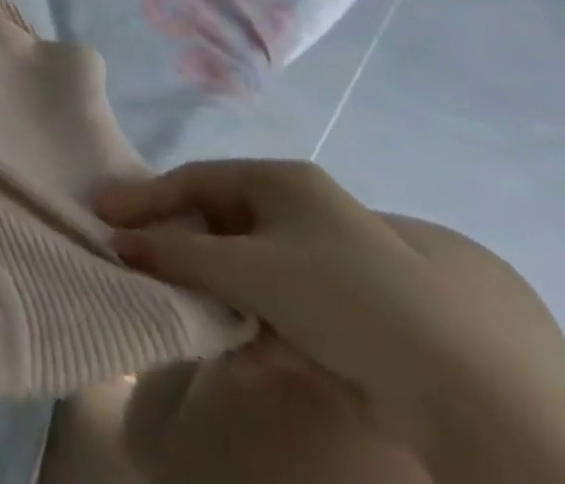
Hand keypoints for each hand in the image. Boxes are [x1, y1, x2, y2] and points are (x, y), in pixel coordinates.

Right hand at [94, 160, 511, 448]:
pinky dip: (258, 328)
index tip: (104, 215)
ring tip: (187, 316)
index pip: (195, 179)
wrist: (460, 384)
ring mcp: (331, 261)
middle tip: (142, 266)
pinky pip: (283, 307)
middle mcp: (305, 210)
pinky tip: (241, 356)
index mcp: (281, 181)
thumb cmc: (337, 295)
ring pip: (250, 270)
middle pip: (222, 223)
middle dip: (183, 251)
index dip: (147, 197)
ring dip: (217, 295)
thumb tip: (117, 241)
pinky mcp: (351, 311)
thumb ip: (175, 252)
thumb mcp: (244, 269)